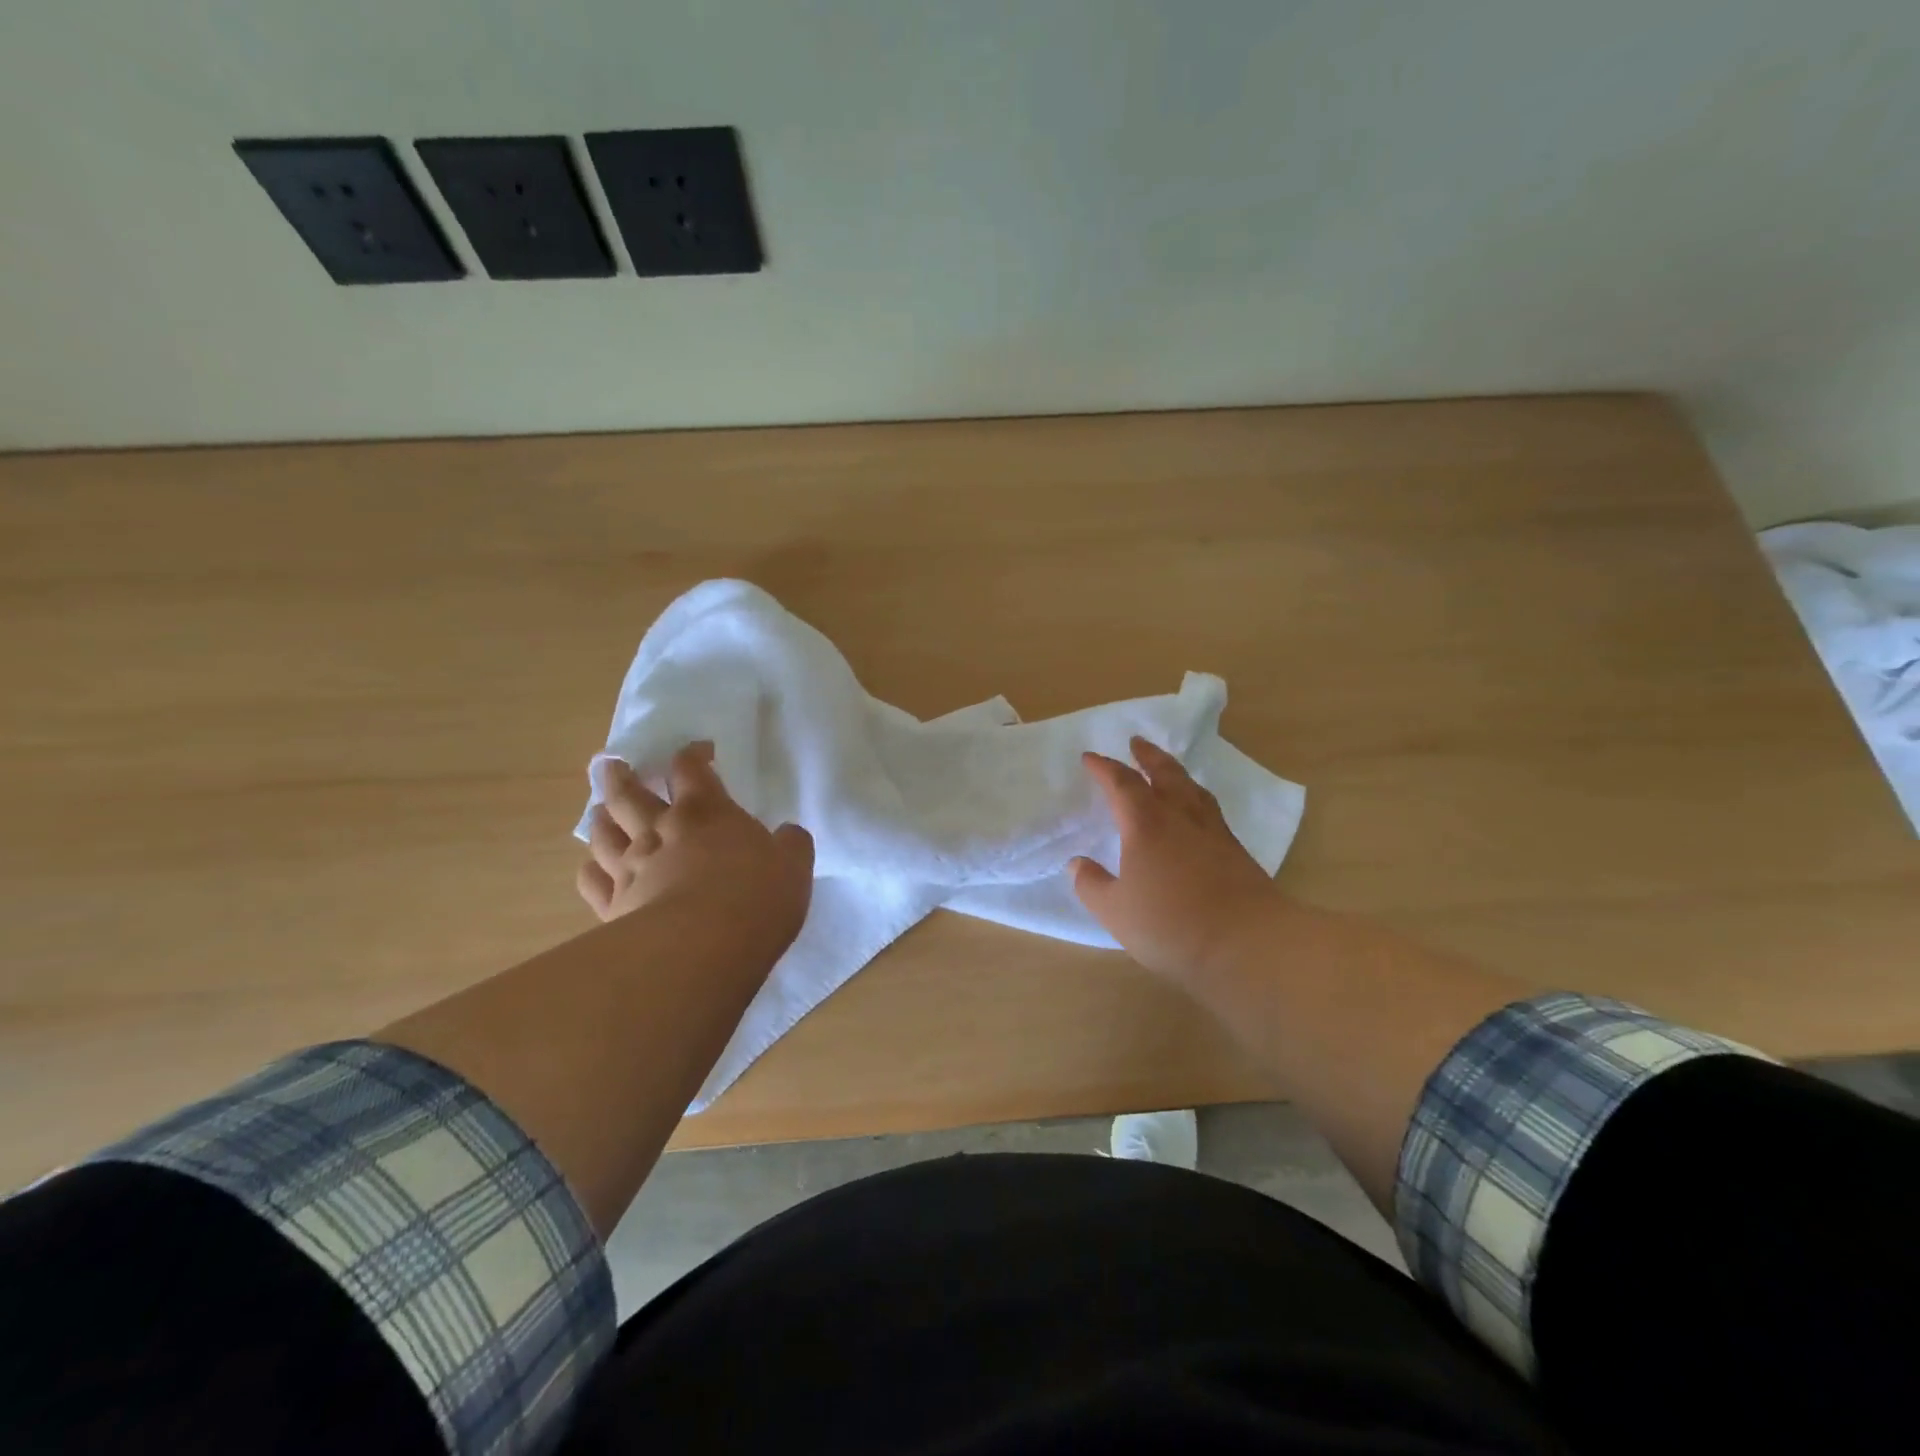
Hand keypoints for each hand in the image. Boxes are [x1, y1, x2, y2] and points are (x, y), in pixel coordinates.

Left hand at [579, 743, 814, 962]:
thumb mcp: (794, 864)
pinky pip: (591, 880)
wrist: (703, 947)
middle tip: (611, 764)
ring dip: (601, 816)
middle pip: (630, 793)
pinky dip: (590, 869)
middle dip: (622, 775)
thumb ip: (790, 844)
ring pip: (604, 832)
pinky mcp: (613, 906)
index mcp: (707, 811)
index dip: (693, 754)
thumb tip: (788, 834)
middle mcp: (662, 830)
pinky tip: (593, 868)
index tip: (701, 751)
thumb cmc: (756, 897)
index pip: (691, 768)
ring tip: (599, 809)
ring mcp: (631, 867)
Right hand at [1071, 737, 1282, 985]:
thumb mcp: (1116, 911)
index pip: (1121, 784)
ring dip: (1175, 772)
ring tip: (1167, 769)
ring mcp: (1213, 832)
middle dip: (1147, 756)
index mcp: (1146, 825)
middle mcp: (1180, 818)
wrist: (1248, 943)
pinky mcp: (1235, 851)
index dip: (1104, 769)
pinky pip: (1209, 810)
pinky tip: (1195, 813)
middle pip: (1164, 774)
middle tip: (1137, 742)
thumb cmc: (1172, 925)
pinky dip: (1195, 798)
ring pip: (1192, 789)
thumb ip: (1092, 885)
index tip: (1090, 758)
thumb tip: (1077, 864)